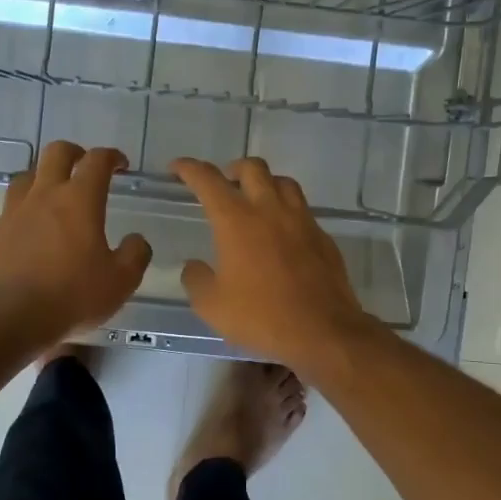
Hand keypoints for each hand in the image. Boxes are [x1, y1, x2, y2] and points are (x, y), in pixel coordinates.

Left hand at [0, 143, 151, 346]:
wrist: (12, 318)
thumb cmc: (73, 296)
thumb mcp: (121, 281)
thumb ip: (135, 254)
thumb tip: (136, 240)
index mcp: (80, 199)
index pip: (97, 160)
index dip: (112, 157)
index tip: (121, 165)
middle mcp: (45, 195)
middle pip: (57, 152)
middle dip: (75, 153)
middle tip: (86, 167)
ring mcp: (15, 211)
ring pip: (28, 174)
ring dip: (45, 176)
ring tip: (56, 194)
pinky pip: (12, 206)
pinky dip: (26, 206)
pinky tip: (33, 227)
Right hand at [171, 156, 377, 370]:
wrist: (322, 331)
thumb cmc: (260, 316)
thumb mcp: (211, 305)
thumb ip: (197, 279)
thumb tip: (195, 266)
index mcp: (237, 220)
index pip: (208, 180)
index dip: (189, 169)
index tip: (177, 168)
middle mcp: (270, 210)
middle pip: (253, 168)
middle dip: (233, 169)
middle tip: (223, 183)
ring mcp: (302, 221)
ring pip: (283, 183)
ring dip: (265, 183)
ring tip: (256, 200)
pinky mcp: (323, 238)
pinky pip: (303, 211)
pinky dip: (287, 211)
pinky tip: (282, 234)